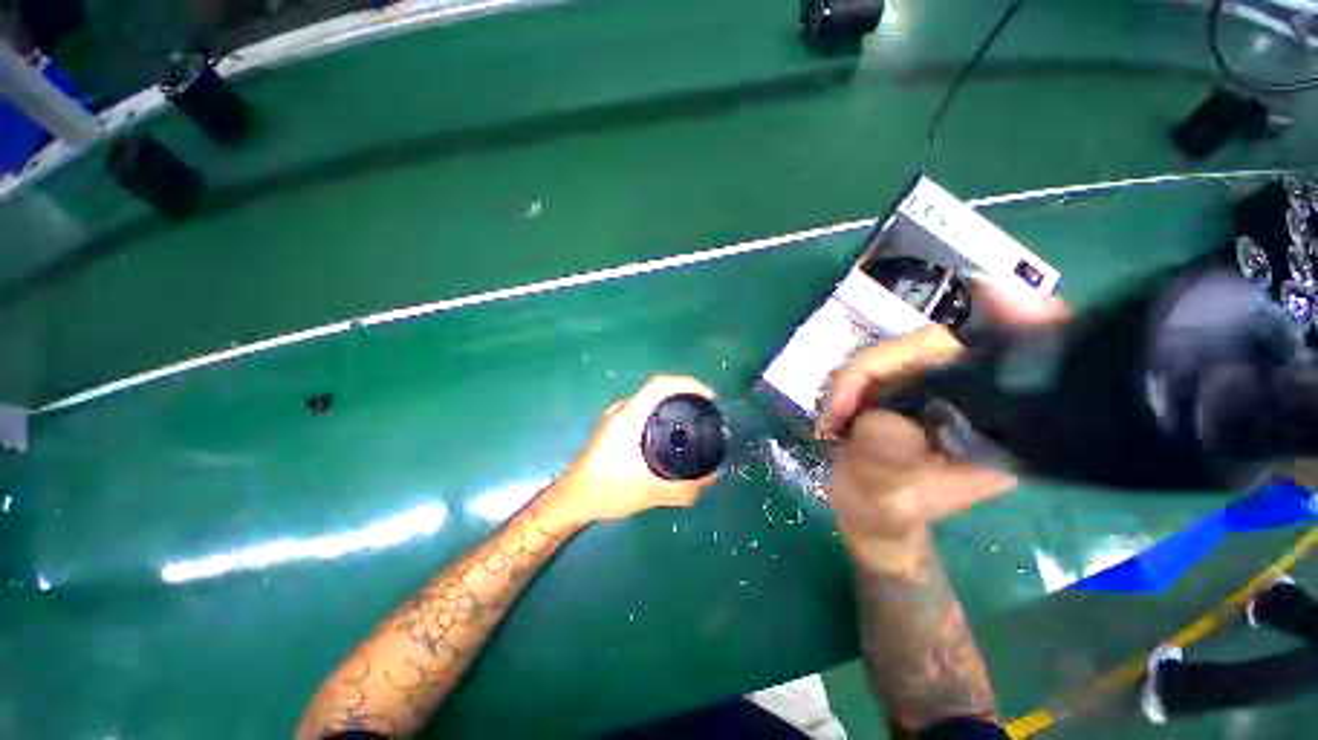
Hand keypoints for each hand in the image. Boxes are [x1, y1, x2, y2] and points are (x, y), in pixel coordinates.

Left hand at [549, 375, 720, 523]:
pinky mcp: (613, 425)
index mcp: (630, 417)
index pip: (660, 385)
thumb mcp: (651, 493)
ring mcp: (615, 416)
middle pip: (658, 390)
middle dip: (685, 395)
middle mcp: (622, 410)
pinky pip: (643, 410)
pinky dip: (660, 413)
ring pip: (650, 400)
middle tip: (705, 412)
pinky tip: (668, 434)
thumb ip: (684, 488)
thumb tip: (713, 477)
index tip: (709, 398)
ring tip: (692, 421)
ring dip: (672, 404)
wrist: (574, 498)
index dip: (688, 384)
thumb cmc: (608, 491)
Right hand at [821, 279, 1067, 554]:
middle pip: (934, 349)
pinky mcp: (905, 386)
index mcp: (995, 429)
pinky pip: (878, 365)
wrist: (869, 511)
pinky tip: (837, 407)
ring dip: (854, 378)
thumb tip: (881, 418)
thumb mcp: (885, 495)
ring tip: (832, 416)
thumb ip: (886, 459)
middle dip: (874, 369)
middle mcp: (974, 399)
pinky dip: (850, 381)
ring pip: (897, 354)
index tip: (991, 296)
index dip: (1014, 325)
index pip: (1013, 365)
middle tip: (836, 409)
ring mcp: (936, 388)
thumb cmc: (885, 511)